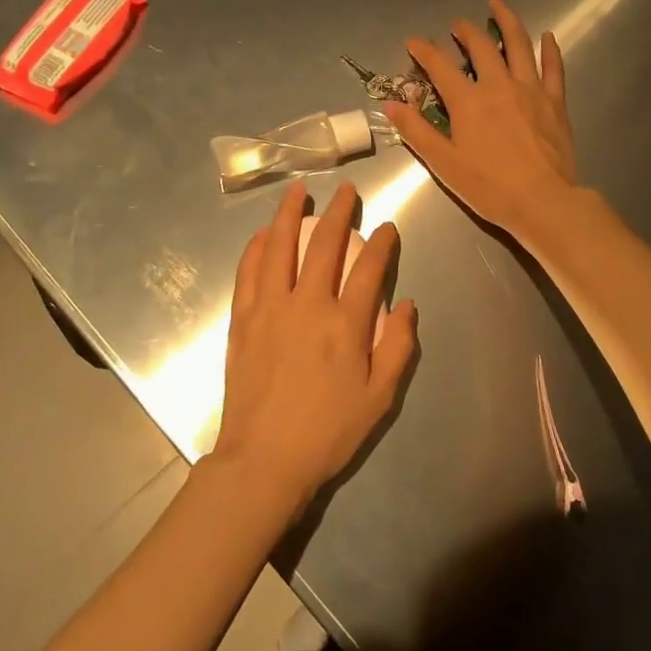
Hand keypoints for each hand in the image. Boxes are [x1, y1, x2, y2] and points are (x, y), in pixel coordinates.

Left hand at [210, 181, 417, 513]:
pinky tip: (264, 234)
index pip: (368, 268)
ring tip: (298, 190)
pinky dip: (257, 247)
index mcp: (345, 325)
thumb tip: (408, 304)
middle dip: (339, 212)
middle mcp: (307, 305)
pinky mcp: (242, 320)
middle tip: (346, 191)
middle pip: (324, 245)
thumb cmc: (327, 432)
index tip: (387, 227)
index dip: (382, 243)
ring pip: (279, 247)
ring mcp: (269, 309)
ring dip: (290, 214)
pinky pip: (249, 272)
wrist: (263, 460)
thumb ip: (399, 348)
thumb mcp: (380, 399)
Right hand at [383, 0, 580, 245]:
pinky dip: (549, 49)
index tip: (414, 41)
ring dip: (507, 21)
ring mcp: (531, 89)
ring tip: (498, 5)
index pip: (440, 67)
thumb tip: (391, 104)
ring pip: (519, 45)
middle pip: (481, 47)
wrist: (543, 201)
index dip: (424, 51)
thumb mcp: (444, 163)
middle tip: (457, 24)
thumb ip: (417, 131)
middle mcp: (499, 85)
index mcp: (468, 101)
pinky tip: (547, 36)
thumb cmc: (489, 187)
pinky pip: (553, 67)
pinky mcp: (555, 101)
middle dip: (465, 30)